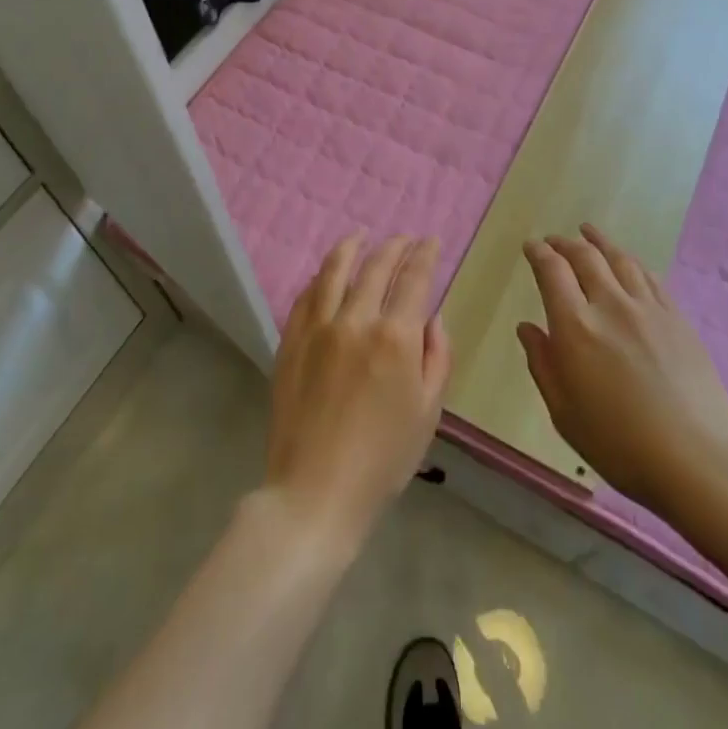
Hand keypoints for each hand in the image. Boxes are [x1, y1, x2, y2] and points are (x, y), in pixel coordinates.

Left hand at [265, 234, 451, 549]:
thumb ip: (436, 356)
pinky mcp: (291, 341)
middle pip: (376, 266)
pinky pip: (306, 296)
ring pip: (335, 270)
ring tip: (361, 236)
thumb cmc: (383, 459)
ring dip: (352, 247)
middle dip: (395, 246)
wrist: (316, 492)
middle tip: (405, 238)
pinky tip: (327, 273)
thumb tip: (432, 317)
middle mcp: (356, 320)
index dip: (425, 254)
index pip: (414, 278)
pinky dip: (321, 277)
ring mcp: (318, 328)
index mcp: (395, 337)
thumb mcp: (428, 412)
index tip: (431, 241)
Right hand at [517, 224, 727, 517]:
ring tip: (587, 232)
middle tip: (553, 240)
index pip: (552, 272)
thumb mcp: (565, 413)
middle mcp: (610, 305)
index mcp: (576, 327)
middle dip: (564, 243)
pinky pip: (648, 275)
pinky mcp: (676, 316)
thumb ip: (542, 364)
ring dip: (598, 241)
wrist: (699, 458)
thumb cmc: (620, 444)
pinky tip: (627, 261)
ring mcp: (648, 307)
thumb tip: (527, 327)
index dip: (539, 253)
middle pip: (585, 257)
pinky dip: (630, 261)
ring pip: (619, 258)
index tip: (531, 246)